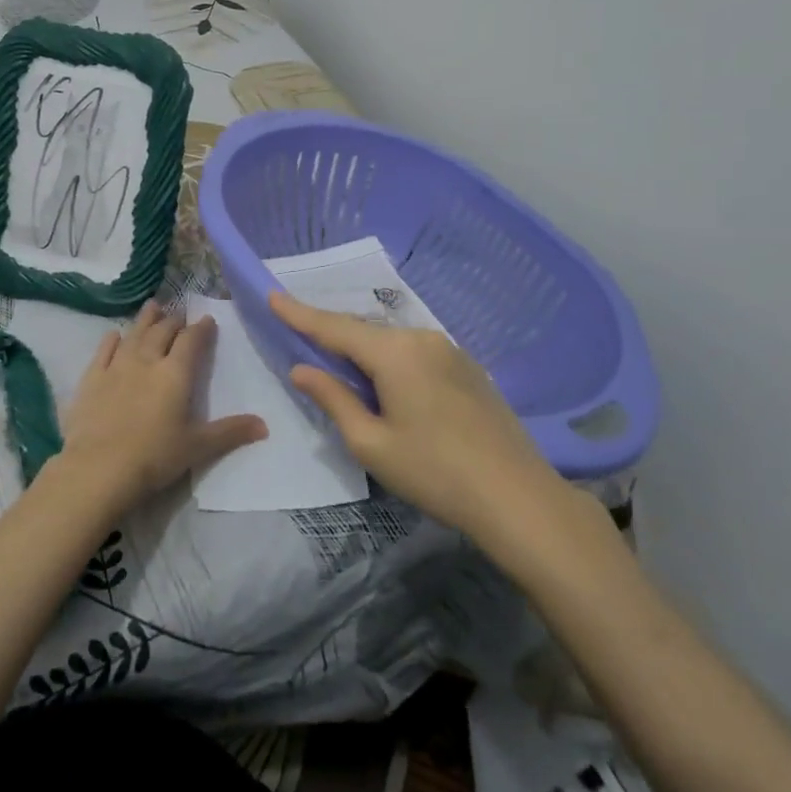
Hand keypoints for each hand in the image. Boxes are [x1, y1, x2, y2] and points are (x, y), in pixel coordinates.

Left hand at [55, 301, 268, 509]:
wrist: (99, 468)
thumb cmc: (154, 457)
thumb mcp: (198, 447)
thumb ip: (230, 432)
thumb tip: (265, 426)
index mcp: (175, 374)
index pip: (191, 341)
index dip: (200, 329)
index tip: (207, 320)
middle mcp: (147, 361)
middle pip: (162, 332)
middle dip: (174, 321)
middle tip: (180, 315)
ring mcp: (116, 367)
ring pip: (134, 334)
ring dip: (146, 319)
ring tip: (153, 306)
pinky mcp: (92, 379)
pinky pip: (104, 351)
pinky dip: (112, 340)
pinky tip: (114, 335)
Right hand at [271, 291, 576, 543]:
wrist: (518, 496)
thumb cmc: (435, 472)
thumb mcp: (371, 443)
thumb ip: (333, 399)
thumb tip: (302, 370)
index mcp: (394, 353)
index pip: (334, 327)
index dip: (300, 313)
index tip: (272, 295)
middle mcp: (422, 338)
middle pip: (364, 331)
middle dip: (332, 334)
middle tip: (301, 339)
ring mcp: (450, 350)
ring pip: (391, 341)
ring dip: (364, 351)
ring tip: (343, 369)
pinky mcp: (468, 366)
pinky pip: (416, 352)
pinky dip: (392, 360)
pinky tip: (389, 384)